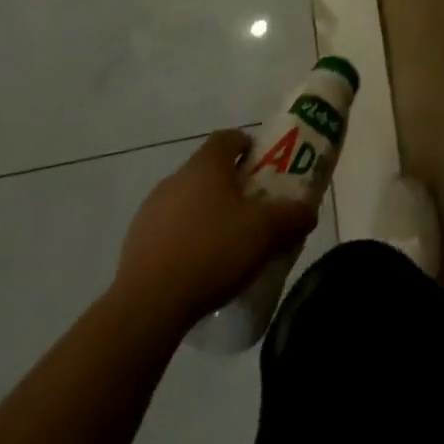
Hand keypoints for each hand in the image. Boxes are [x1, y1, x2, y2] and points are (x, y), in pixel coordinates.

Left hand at [115, 131, 318, 322]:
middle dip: (229, 185)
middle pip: (207, 170)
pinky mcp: (134, 243)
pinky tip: (196, 269)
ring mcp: (151, 210)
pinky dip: (183, 240)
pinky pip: (167, 230)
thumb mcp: (266, 233)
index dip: (247, 146)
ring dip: (204, 213)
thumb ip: (293, 216)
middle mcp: (176, 177)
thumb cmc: (212, 252)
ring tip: (223, 245)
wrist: (148, 306)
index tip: (261, 168)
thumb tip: (309, 209)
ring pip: (186, 200)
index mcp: (206, 164)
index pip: (228, 138)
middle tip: (250, 211)